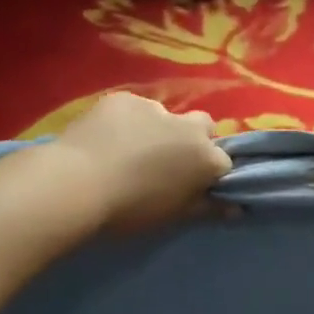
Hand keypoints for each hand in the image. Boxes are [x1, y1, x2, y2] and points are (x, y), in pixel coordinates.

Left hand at [49, 92, 232, 229]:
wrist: (78, 183)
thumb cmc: (130, 208)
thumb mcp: (173, 215)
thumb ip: (207, 207)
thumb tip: (235, 208)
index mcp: (205, 157)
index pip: (222, 162)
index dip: (209, 173)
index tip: (193, 185)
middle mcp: (188, 127)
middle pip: (204, 127)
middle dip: (193, 139)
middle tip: (167, 162)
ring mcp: (155, 108)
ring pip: (166, 116)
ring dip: (157, 129)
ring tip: (129, 149)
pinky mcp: (123, 98)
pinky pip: (133, 108)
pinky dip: (126, 121)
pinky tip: (106, 138)